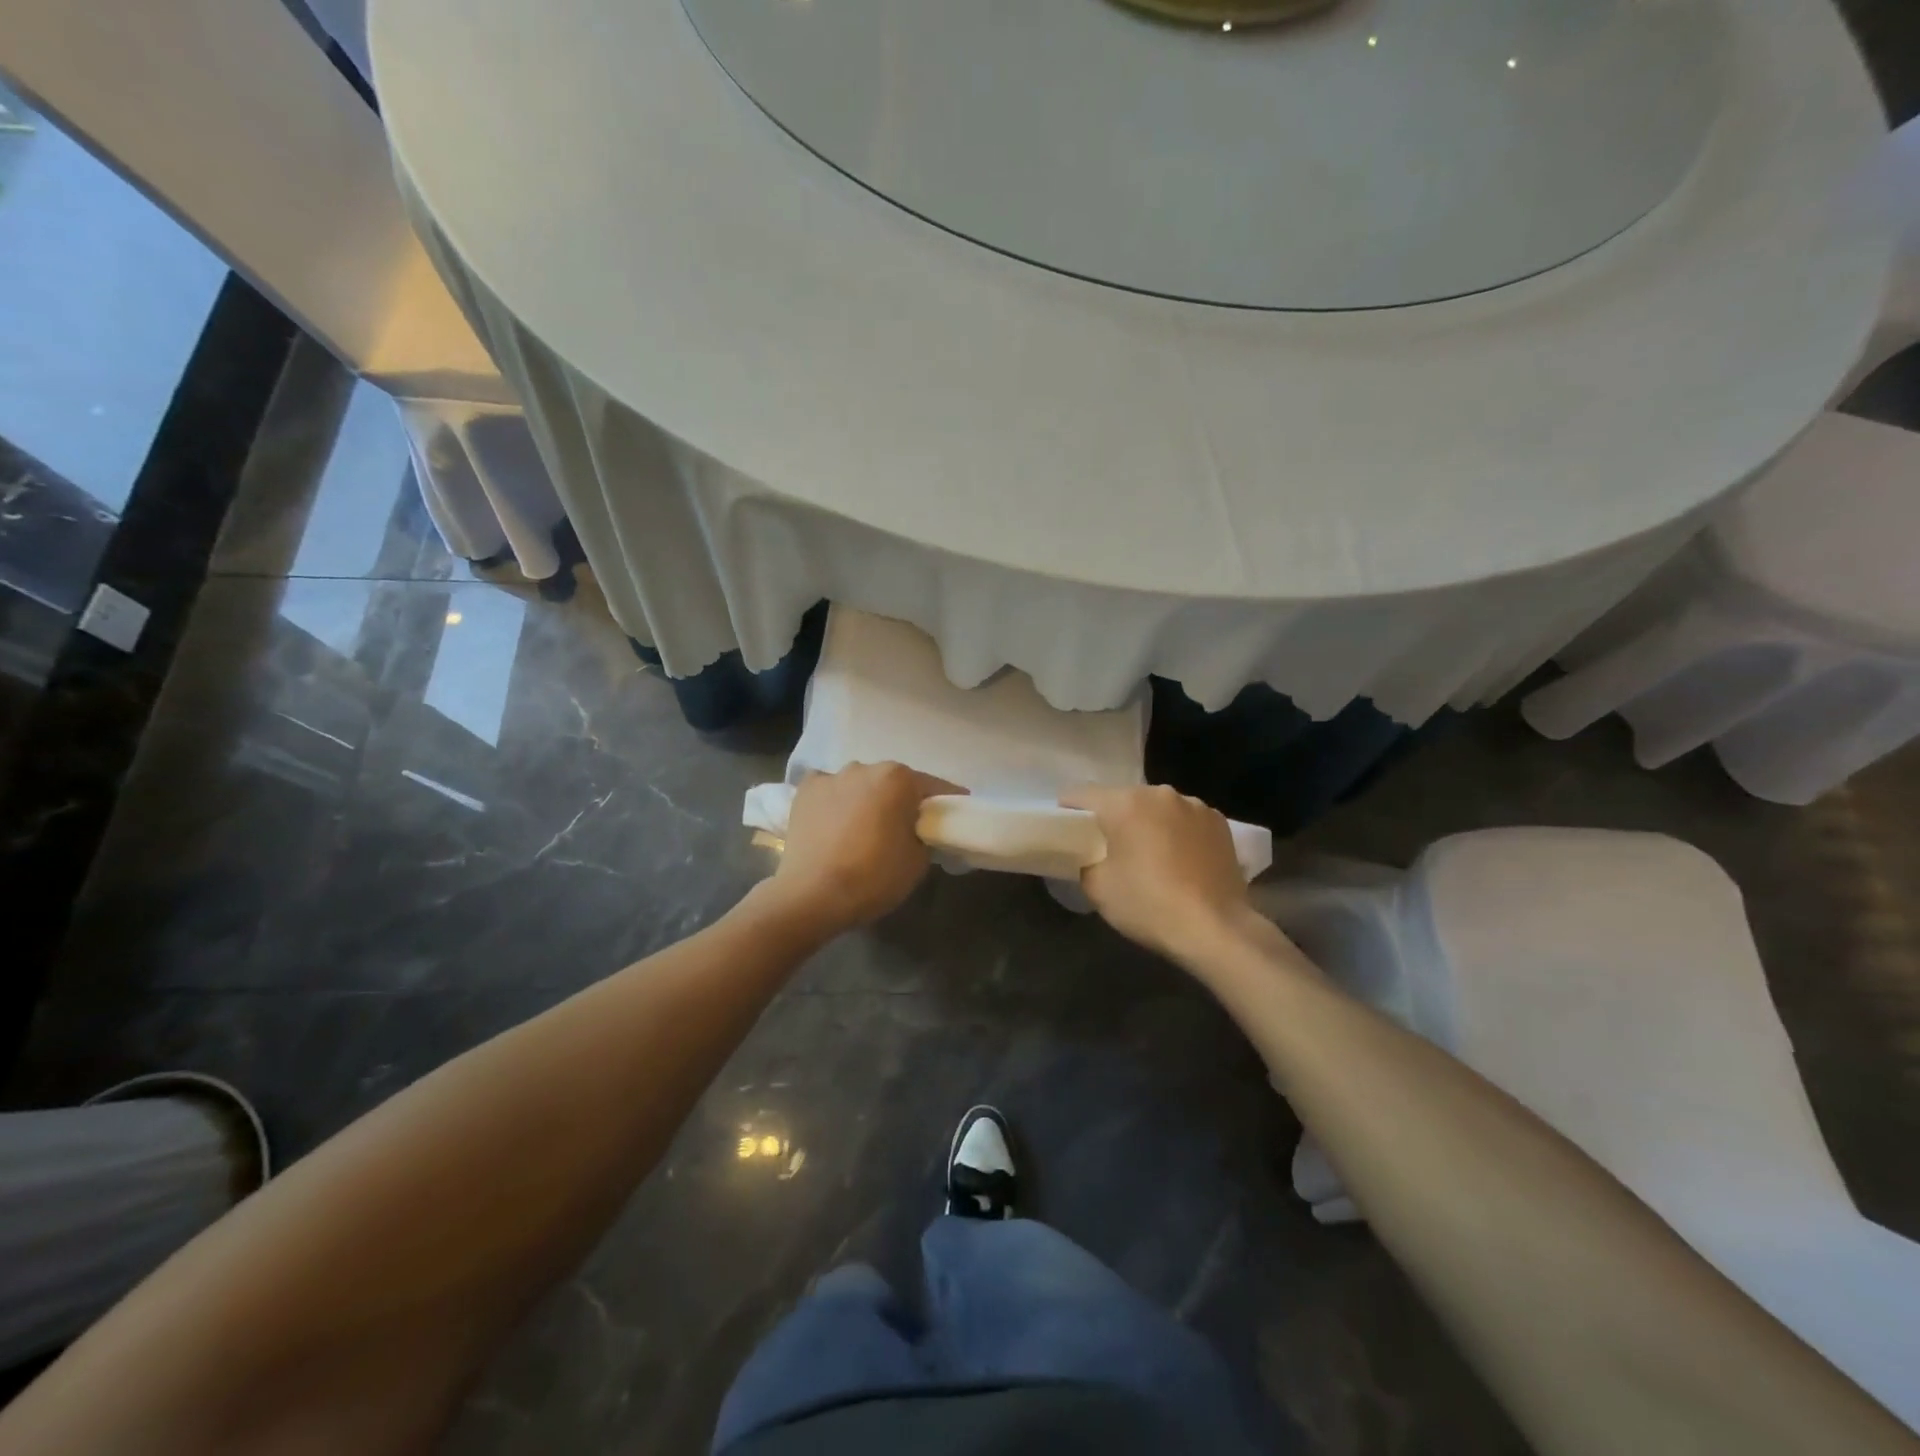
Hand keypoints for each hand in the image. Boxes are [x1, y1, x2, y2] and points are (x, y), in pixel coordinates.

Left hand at [771, 763, 959, 932]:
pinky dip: (835, 802)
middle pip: (893, 782)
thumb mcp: (917, 861)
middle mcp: (865, 767)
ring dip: (867, 799)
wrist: (812, 895)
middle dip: (901, 800)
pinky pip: (829, 791)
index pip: (933, 787)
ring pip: (860, 784)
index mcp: (898, 779)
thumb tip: (916, 831)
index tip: (953, 815)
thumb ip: (924, 836)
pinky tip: (833, 823)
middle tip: (905, 827)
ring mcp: (831, 776)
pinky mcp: (804, 791)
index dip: (946, 803)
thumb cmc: (873, 877)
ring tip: (864, 828)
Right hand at [1060, 784, 1250, 962]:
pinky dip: (1177, 832)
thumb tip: (1087, 853)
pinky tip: (1181, 860)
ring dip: (1147, 824)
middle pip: (1121, 798)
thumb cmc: (1149, 905)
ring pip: (1155, 807)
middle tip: (1109, 851)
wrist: (1216, 929)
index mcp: (1125, 803)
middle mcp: (1159, 793)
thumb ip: (1083, 859)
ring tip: (1151, 857)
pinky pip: (1184, 819)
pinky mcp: (1218, 821)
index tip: (1068, 836)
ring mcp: (1194, 804)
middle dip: (1112, 819)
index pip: (1081, 795)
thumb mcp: (1097, 887)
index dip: (1068, 813)